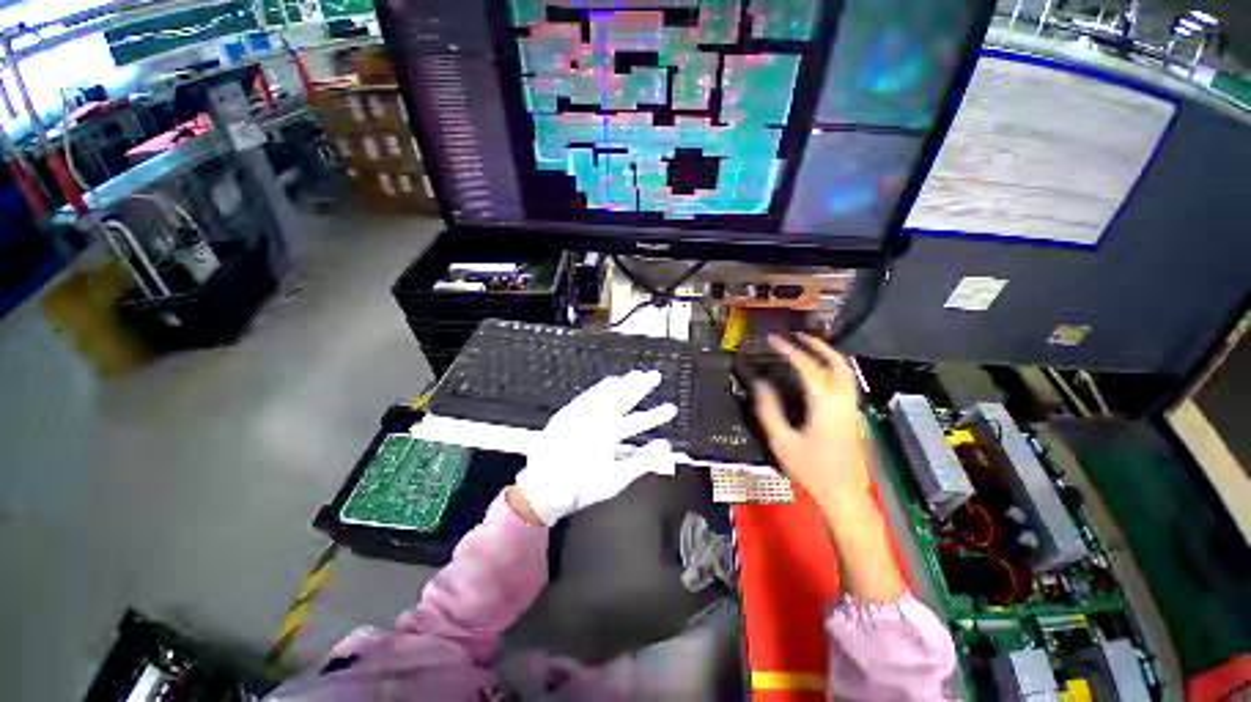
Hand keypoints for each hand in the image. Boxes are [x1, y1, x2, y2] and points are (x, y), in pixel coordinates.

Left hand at [512, 370, 677, 525]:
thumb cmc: (582, 487)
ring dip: (618, 384)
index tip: (665, 396)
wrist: (542, 491)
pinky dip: (598, 389)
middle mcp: (593, 417)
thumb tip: (666, 445)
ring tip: (630, 376)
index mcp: (608, 432)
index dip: (651, 404)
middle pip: (619, 395)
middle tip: (652, 375)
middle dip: (638, 384)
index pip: (635, 413)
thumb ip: (643, 460)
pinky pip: (586, 396)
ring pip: (602, 393)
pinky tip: (604, 385)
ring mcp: (577, 414)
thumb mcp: (617, 479)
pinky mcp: (564, 416)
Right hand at [752, 334, 866, 508]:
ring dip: (827, 354)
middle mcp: (842, 400)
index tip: (773, 339)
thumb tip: (760, 384)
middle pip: (836, 362)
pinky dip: (832, 367)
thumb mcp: (781, 440)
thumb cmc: (810, 469)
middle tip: (796, 336)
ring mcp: (851, 407)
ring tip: (807, 347)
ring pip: (845, 371)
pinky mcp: (853, 414)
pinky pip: (845, 381)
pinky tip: (818, 371)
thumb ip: (769, 409)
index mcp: (824, 403)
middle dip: (817, 345)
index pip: (806, 366)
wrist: (843, 494)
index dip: (788, 350)